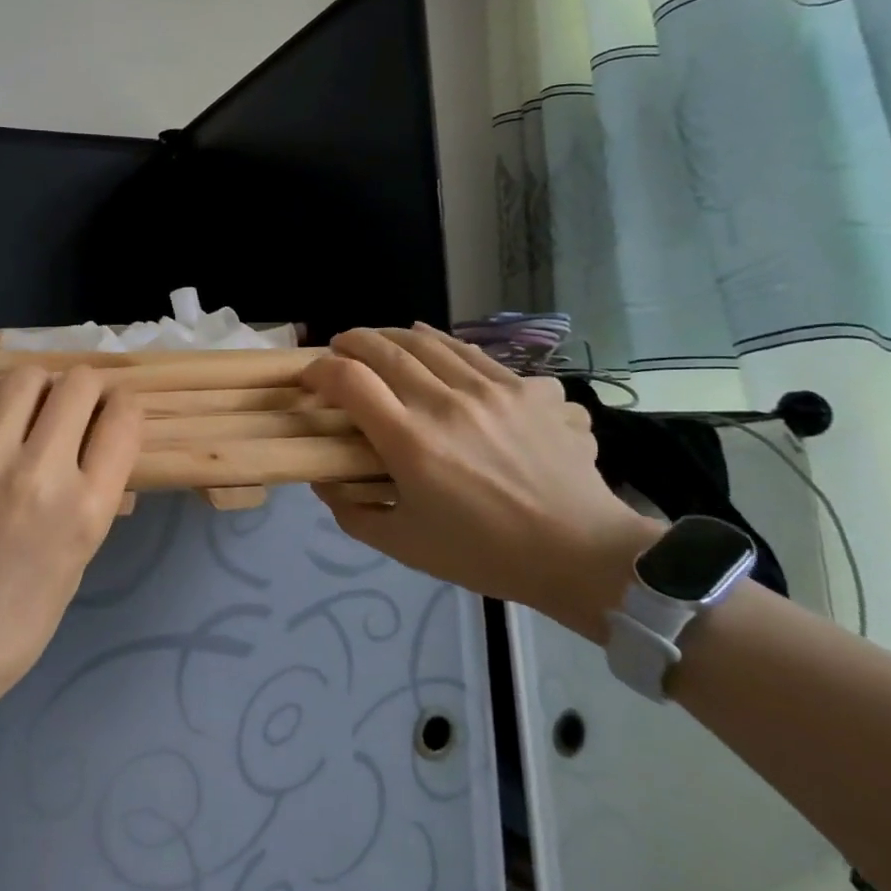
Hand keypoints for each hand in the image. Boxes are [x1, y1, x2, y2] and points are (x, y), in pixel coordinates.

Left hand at [0, 365, 142, 706]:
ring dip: (36, 389)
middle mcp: (40, 472)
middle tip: (72, 403)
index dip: (123, 405)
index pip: (124, 417)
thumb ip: (94, 493)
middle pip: (79, 384)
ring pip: (25, 378)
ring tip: (26, 408)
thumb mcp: (80, 556)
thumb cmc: (21, 616)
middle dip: (85, 388)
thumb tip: (98, 440)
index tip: (112, 410)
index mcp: (87, 506)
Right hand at [303, 325, 663, 639]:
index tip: (310, 380)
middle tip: (336, 349)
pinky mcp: (523, 387)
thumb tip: (323, 480)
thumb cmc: (485, 554)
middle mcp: (444, 403)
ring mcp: (488, 389)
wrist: (580, 552)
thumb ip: (353, 512)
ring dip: (390, 336)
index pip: (349, 380)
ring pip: (426, 341)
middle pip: (383, 348)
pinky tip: (428, 343)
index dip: (319, 371)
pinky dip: (436, 341)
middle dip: (350, 342)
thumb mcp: (405, 546)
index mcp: (410, 442)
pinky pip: (469, 350)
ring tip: (376, 343)